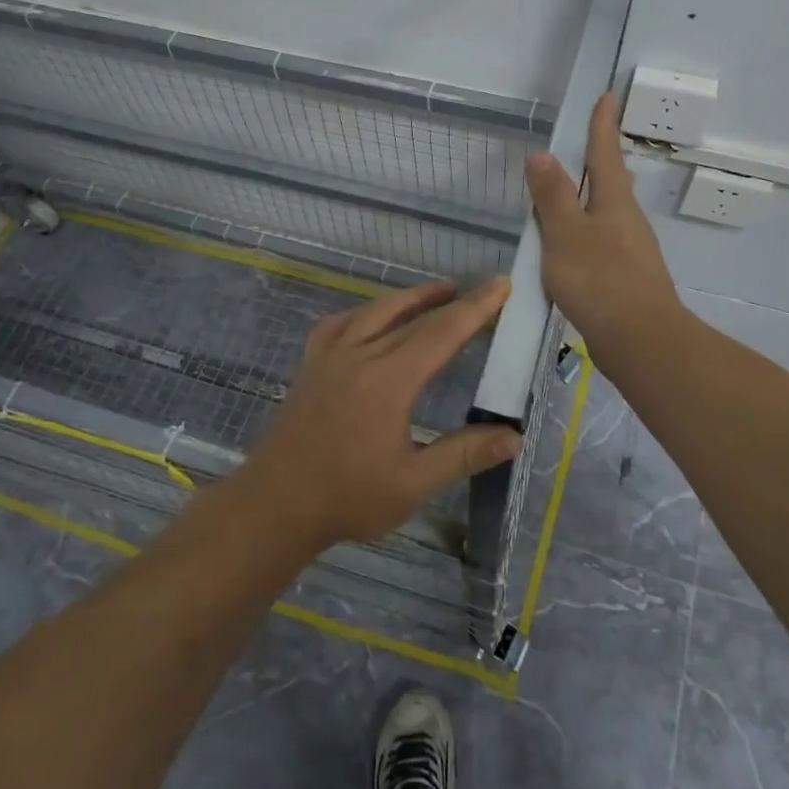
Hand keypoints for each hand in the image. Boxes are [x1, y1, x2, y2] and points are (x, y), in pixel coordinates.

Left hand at [238, 278, 521, 550]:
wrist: (274, 504)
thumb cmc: (347, 497)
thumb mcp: (413, 483)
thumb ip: (464, 454)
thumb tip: (513, 436)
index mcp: (389, 380)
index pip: (442, 333)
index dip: (475, 307)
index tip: (501, 284)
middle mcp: (360, 354)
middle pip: (414, 317)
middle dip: (453, 300)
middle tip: (482, 289)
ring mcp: (330, 355)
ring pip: (376, 310)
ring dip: (411, 298)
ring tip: (439, 292)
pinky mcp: (311, 363)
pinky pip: (341, 322)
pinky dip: (365, 311)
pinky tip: (372, 317)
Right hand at [525, 92, 683, 360]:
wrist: (641, 341)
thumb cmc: (600, 280)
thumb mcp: (565, 234)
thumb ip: (552, 196)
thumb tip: (542, 154)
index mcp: (614, 201)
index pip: (605, 152)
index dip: (602, 124)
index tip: (607, 96)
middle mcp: (628, 220)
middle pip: (613, 182)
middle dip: (601, 161)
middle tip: (589, 145)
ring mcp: (632, 250)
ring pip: (611, 213)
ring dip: (594, 198)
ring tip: (574, 195)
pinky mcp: (628, 277)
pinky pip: (606, 242)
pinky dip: (589, 233)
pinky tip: (576, 249)